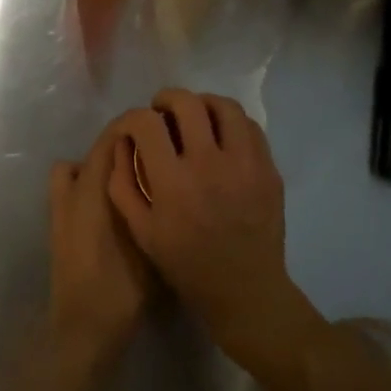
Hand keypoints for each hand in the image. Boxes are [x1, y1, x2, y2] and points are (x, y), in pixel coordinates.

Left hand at [47, 126, 151, 371]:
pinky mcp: (58, 223)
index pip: (112, 136)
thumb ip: (152, 201)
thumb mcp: (149, 241)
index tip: (164, 127)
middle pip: (97, 149)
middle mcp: (73, 187)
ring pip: (80, 166)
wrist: (84, 328)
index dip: (136, 126)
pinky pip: (72, 186)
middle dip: (124, 144)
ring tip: (133, 177)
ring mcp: (61, 204)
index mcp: (93, 186)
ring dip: (102, 164)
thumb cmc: (121, 286)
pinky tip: (113, 204)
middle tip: (157, 152)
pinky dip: (87, 184)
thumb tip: (166, 174)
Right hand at [107, 90, 315, 367]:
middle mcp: (209, 165)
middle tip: (161, 112)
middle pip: (186, 103)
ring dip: (202, 103)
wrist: (245, 292)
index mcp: (173, 183)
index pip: (147, 123)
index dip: (134, 117)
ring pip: (224, 107)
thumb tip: (122, 142)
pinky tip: (220, 135)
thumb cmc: (186, 263)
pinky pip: (250, 127)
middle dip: (166, 99)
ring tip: (194, 116)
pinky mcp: (268, 170)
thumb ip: (122, 183)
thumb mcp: (141, 230)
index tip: (134, 126)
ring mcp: (245, 165)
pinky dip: (230, 122)